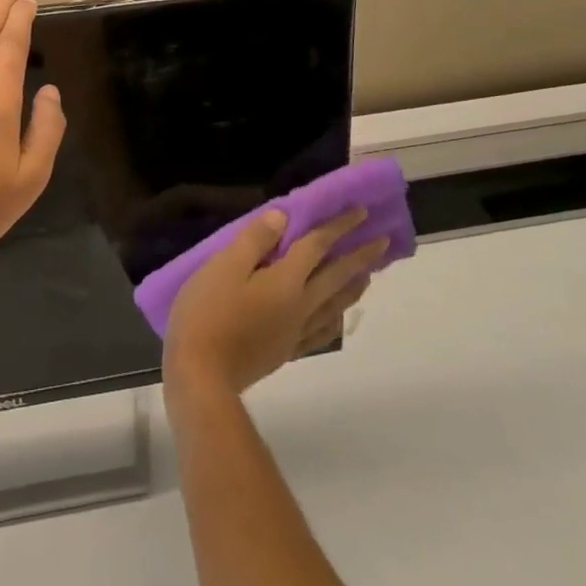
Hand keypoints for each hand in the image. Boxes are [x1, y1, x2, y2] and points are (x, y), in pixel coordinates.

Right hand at [164, 207, 386, 400]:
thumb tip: (284, 216)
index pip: (317, 246)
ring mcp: (295, 331)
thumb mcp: (223, 266)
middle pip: (336, 276)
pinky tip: (337, 317)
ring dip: (354, 286)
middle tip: (383, 242)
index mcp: (285, 281)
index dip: (338, 226)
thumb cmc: (208, 312)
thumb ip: (255, 240)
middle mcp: (300, 305)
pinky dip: (336, 318)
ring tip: (368, 274)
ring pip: (334, 304)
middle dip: (360, 256)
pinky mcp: (286, 350)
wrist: (202, 374)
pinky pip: (322, 331)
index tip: (361, 211)